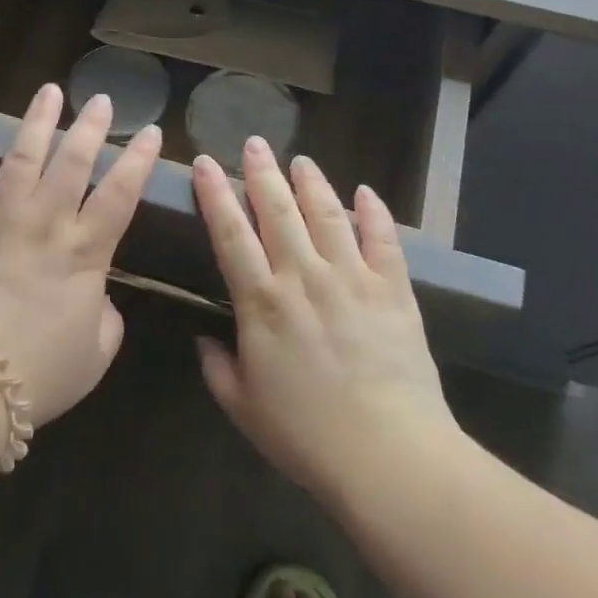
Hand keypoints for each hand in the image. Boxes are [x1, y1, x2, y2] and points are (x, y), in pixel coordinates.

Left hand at [0, 83, 161, 425]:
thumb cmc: (39, 374)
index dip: (138, 160)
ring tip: (49, 91)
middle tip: (101, 99)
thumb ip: (106, 319)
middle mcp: (45, 223)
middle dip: (91, 127)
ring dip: (38, 122)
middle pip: (73, 162)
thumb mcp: (95, 355)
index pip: (121, 194)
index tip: (151, 131)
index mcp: (85, 253)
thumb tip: (100, 297)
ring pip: (22, 157)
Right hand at [191, 137, 462, 503]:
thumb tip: (203, 338)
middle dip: (262, 173)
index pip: (231, 234)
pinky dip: (374, 213)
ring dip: (312, 183)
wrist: (388, 455)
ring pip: (328, 215)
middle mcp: (304, 277)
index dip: (215, 195)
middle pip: (279, 211)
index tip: (204, 163)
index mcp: (262, 303)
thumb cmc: (306, 436)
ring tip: (300, 160)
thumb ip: (217, 367)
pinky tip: (365, 192)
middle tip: (253, 143)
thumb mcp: (243, 407)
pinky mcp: (394, 291)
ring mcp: (352, 279)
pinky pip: (383, 240)